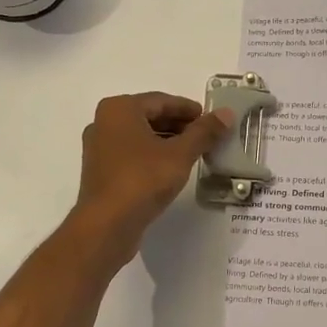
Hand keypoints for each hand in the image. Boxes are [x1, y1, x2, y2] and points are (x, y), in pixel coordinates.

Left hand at [71, 92, 232, 263]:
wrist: (106, 225)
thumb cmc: (143, 180)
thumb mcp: (180, 154)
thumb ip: (204, 132)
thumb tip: (226, 113)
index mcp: (119, 109)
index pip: (161, 101)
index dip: (189, 109)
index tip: (211, 119)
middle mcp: (104, 122)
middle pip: (150, 116)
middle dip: (179, 125)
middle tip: (206, 136)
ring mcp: (99, 148)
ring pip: (141, 136)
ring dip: (167, 141)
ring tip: (194, 153)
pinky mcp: (101, 171)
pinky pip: (131, 153)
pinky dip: (153, 155)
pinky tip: (172, 169)